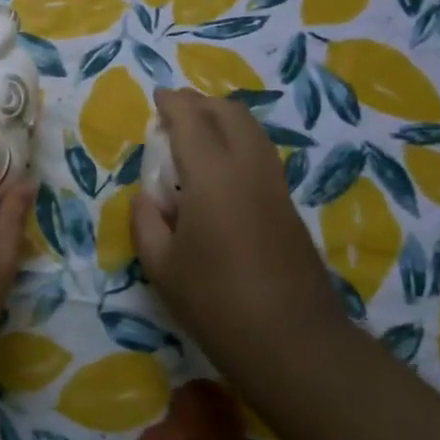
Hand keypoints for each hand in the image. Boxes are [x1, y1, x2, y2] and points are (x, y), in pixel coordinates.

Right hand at [132, 88, 335, 345]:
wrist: (293, 342)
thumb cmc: (216, 303)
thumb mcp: (161, 267)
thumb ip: (146, 221)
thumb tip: (148, 197)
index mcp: (213, 178)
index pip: (191, 121)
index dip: (172, 103)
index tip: (156, 97)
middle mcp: (249, 170)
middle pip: (231, 114)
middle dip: (201, 103)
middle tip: (175, 110)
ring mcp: (275, 187)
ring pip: (253, 131)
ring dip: (223, 120)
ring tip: (196, 132)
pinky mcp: (289, 207)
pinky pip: (261, 154)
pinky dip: (238, 142)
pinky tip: (220, 168)